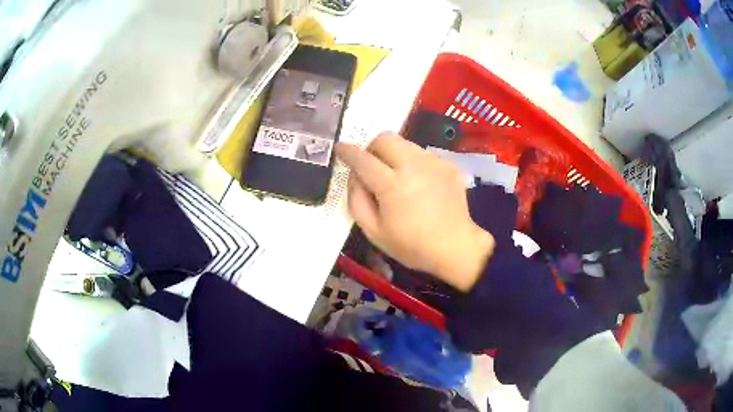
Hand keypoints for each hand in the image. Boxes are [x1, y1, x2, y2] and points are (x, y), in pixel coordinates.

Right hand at [336, 132, 494, 291]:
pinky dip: (413, 162)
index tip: (340, 149)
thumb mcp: (374, 232)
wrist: (455, 247)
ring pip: (404, 143)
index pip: (363, 159)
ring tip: (397, 177)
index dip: (348, 151)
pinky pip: (422, 153)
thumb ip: (356, 200)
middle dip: (372, 148)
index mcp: (392, 185)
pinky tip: (418, 184)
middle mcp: (413, 166)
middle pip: (385, 138)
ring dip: (393, 154)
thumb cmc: (412, 245)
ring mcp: (433, 162)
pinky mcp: (447, 165)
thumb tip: (354, 175)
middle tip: (372, 167)